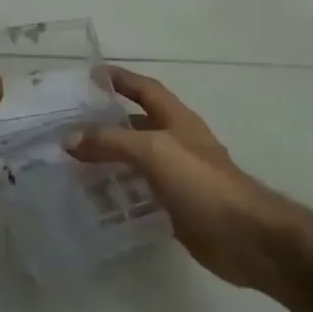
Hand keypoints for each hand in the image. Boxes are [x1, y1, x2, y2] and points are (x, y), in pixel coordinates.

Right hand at [68, 67, 288, 290]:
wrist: (243, 236)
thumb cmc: (202, 184)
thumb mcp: (155, 151)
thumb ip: (112, 142)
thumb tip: (69, 138)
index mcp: (178, 121)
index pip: (146, 90)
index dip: (121, 79)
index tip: (90, 75)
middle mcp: (177, 144)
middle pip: (137, 126)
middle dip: (106, 124)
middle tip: (69, 128)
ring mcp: (177, 177)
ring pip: (136, 162)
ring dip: (108, 161)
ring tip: (72, 166)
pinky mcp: (176, 207)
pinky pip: (140, 193)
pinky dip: (118, 193)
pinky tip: (95, 201)